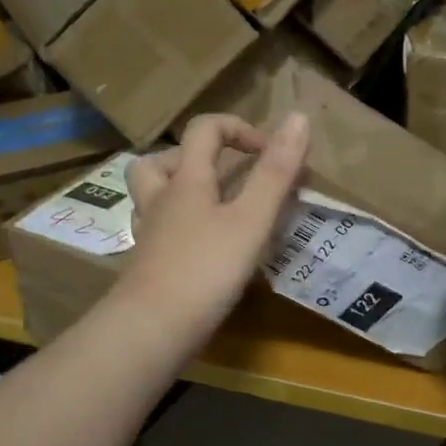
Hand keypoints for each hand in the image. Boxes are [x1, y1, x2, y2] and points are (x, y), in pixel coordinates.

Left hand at [117, 112, 309, 354]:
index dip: (238, 129)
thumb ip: (275, 172)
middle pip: (161, 160)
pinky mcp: (147, 264)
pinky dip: (180, 228)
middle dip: (196, 158)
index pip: (204, 130)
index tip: (269, 154)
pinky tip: (202, 248)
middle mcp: (161, 199)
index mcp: (186, 180)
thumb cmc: (206, 269)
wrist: (152, 328)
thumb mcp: (251, 220)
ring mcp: (149, 234)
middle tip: (225, 177)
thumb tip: (298, 117)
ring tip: (213, 207)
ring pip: (152, 195)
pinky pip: (160, 231)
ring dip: (179, 190)